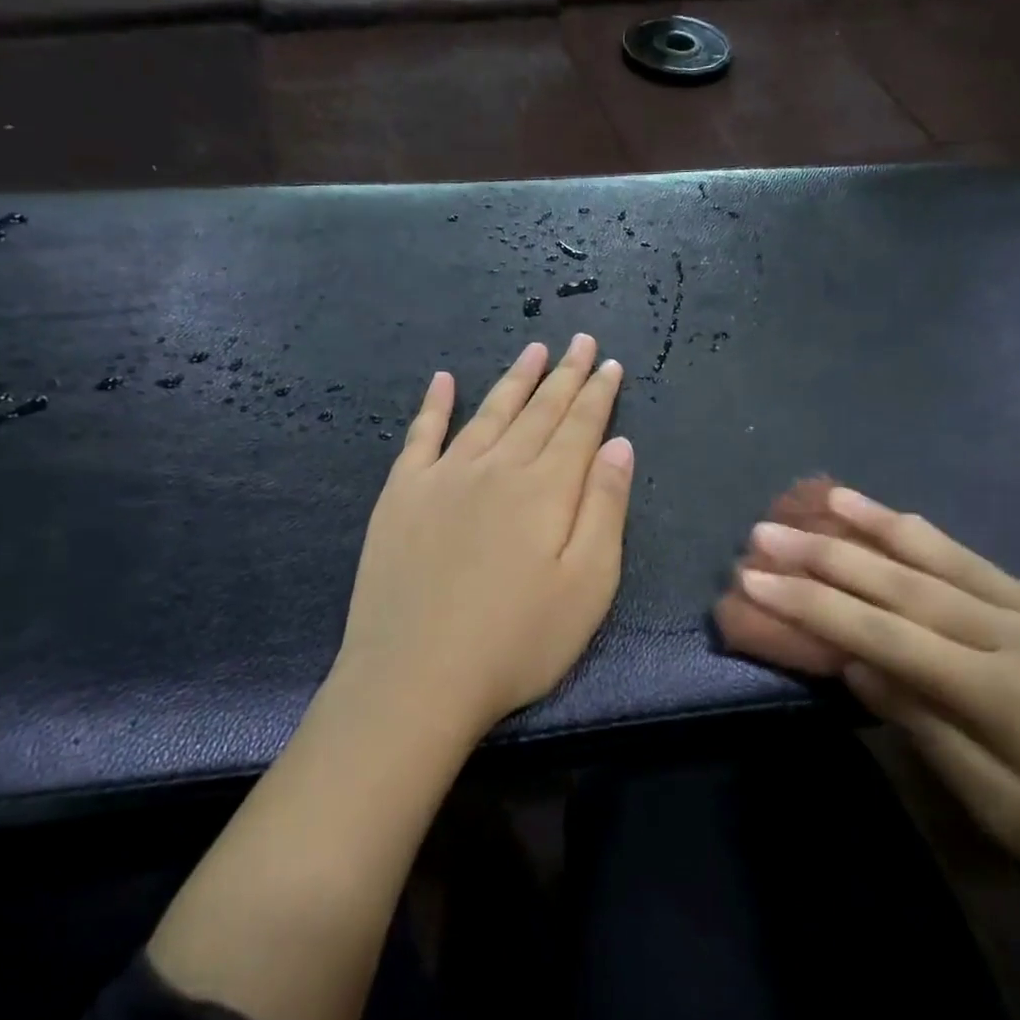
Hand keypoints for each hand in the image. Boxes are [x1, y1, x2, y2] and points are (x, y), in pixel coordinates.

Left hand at [331, 336, 634, 740]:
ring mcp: (442, 477)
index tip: (611, 364)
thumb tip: (619, 445)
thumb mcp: (588, 584)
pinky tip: (443, 381)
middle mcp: (496, 468)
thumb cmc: (517, 642)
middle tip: (581, 342)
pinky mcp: (401, 496)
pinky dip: (433, 405)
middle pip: (538, 411)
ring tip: (534, 350)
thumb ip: (605, 507)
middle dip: (564, 376)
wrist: (415, 677)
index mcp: (545, 489)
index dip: (598, 394)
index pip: (579, 427)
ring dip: (514, 380)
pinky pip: (420, 436)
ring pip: (488, 413)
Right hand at [730, 485, 1019, 922]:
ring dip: (874, 523)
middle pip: (901, 584)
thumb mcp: (1011, 815)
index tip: (753, 579)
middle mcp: (1016, 633)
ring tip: (823, 496)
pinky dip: (928, 537)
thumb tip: (862, 666)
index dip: (811, 605)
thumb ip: (932, 731)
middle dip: (824, 555)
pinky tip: (898, 519)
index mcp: (1001, 691)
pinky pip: (981, 563)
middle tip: (764, 531)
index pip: (882, 635)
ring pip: (942, 557)